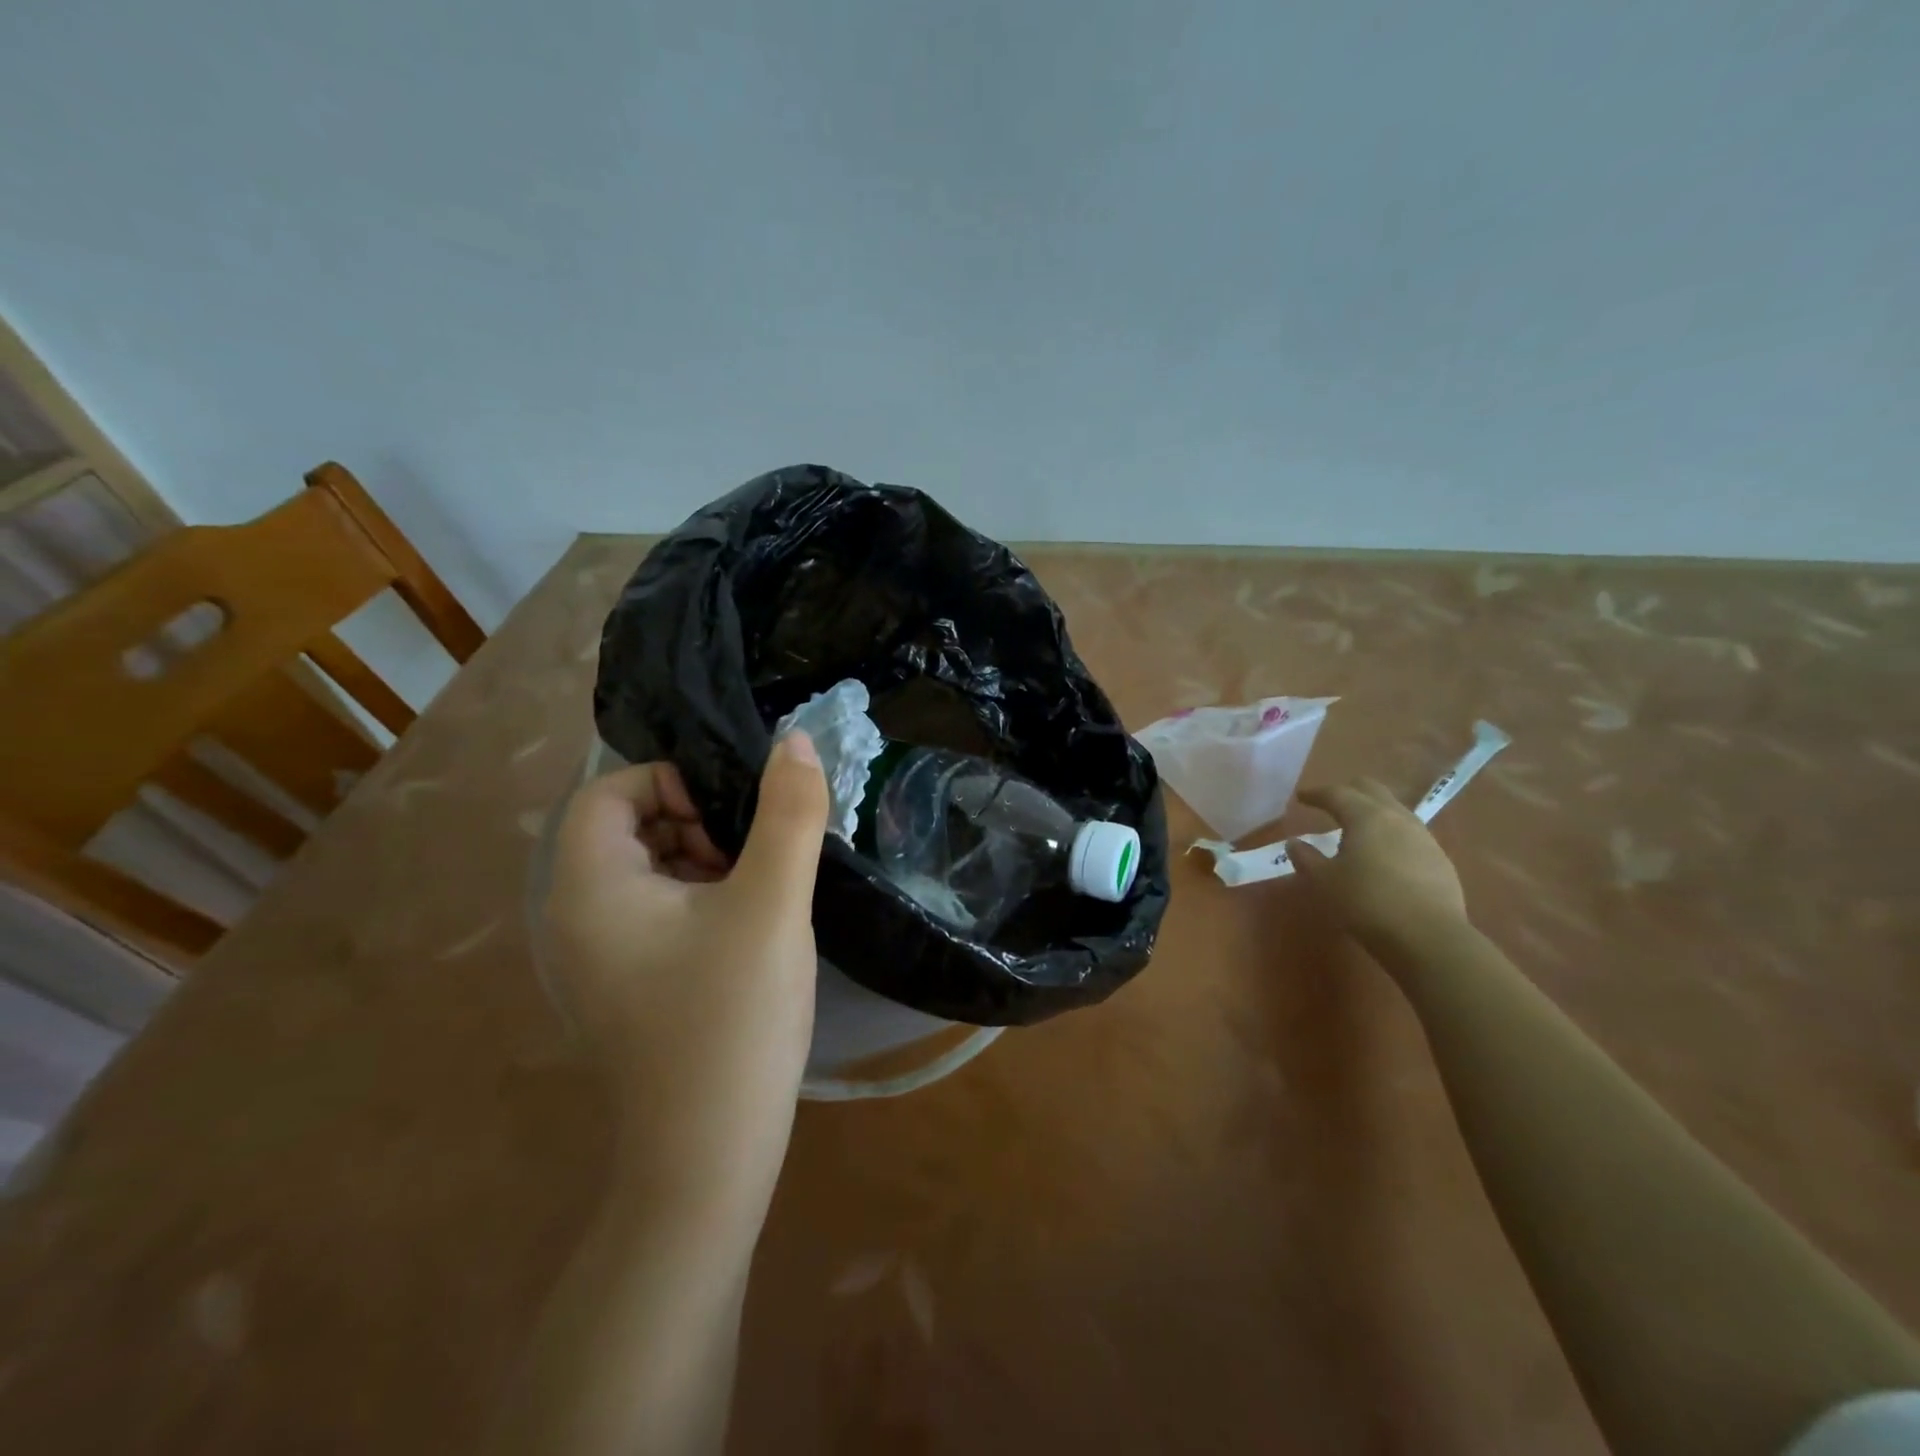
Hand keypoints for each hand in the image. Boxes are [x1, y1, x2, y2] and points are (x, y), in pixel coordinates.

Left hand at [543, 734, 828, 1219]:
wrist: (709, 1156)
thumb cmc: (733, 1018)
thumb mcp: (771, 903)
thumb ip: (787, 814)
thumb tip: (794, 741)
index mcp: (589, 886)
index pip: (611, 790)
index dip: (674, 783)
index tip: (735, 819)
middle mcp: (576, 916)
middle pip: (630, 826)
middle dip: (698, 824)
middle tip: (754, 859)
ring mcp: (599, 956)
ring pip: (650, 869)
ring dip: (707, 861)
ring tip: (759, 895)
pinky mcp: (626, 984)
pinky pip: (658, 912)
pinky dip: (702, 901)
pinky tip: (748, 932)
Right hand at [1289, 777, 1467, 950]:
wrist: (1429, 938)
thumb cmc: (1366, 903)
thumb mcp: (1324, 882)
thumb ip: (1306, 858)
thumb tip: (1294, 843)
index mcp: (1366, 816)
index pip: (1337, 793)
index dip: (1316, 794)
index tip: (1302, 797)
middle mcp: (1398, 818)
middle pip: (1372, 790)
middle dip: (1349, 791)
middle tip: (1331, 803)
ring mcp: (1424, 838)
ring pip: (1395, 810)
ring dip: (1373, 812)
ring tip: (1357, 830)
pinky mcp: (1440, 860)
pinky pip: (1410, 834)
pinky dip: (1391, 835)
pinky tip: (1384, 855)